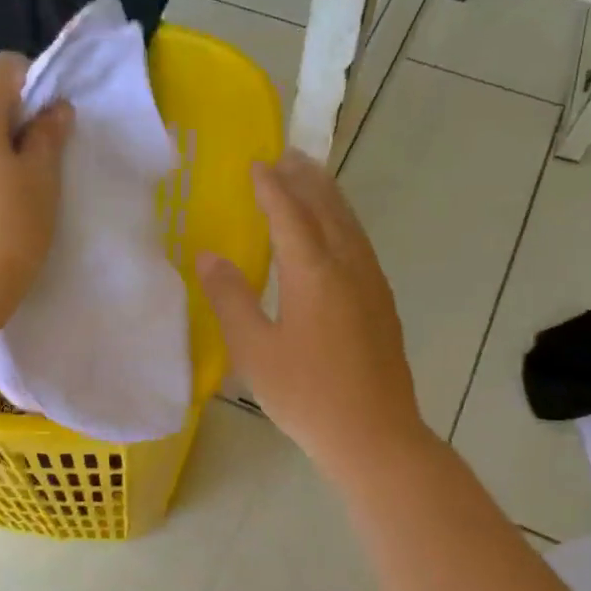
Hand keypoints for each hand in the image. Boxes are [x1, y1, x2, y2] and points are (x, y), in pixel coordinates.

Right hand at [196, 150, 430, 481]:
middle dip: (306, 179)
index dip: (271, 187)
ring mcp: (372, 285)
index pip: (290, 213)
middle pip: (328, 208)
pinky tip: (335, 237)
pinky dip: (343, 225)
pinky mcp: (383, 304)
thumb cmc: (306, 395)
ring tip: (311, 181)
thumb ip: (230, 298)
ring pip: (350, 225)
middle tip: (287, 156)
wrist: (374, 435)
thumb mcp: (254, 350)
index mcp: (313, 272)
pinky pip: (360, 246)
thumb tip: (208, 255)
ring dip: (329, 197)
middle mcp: (348, 266)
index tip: (256, 163)